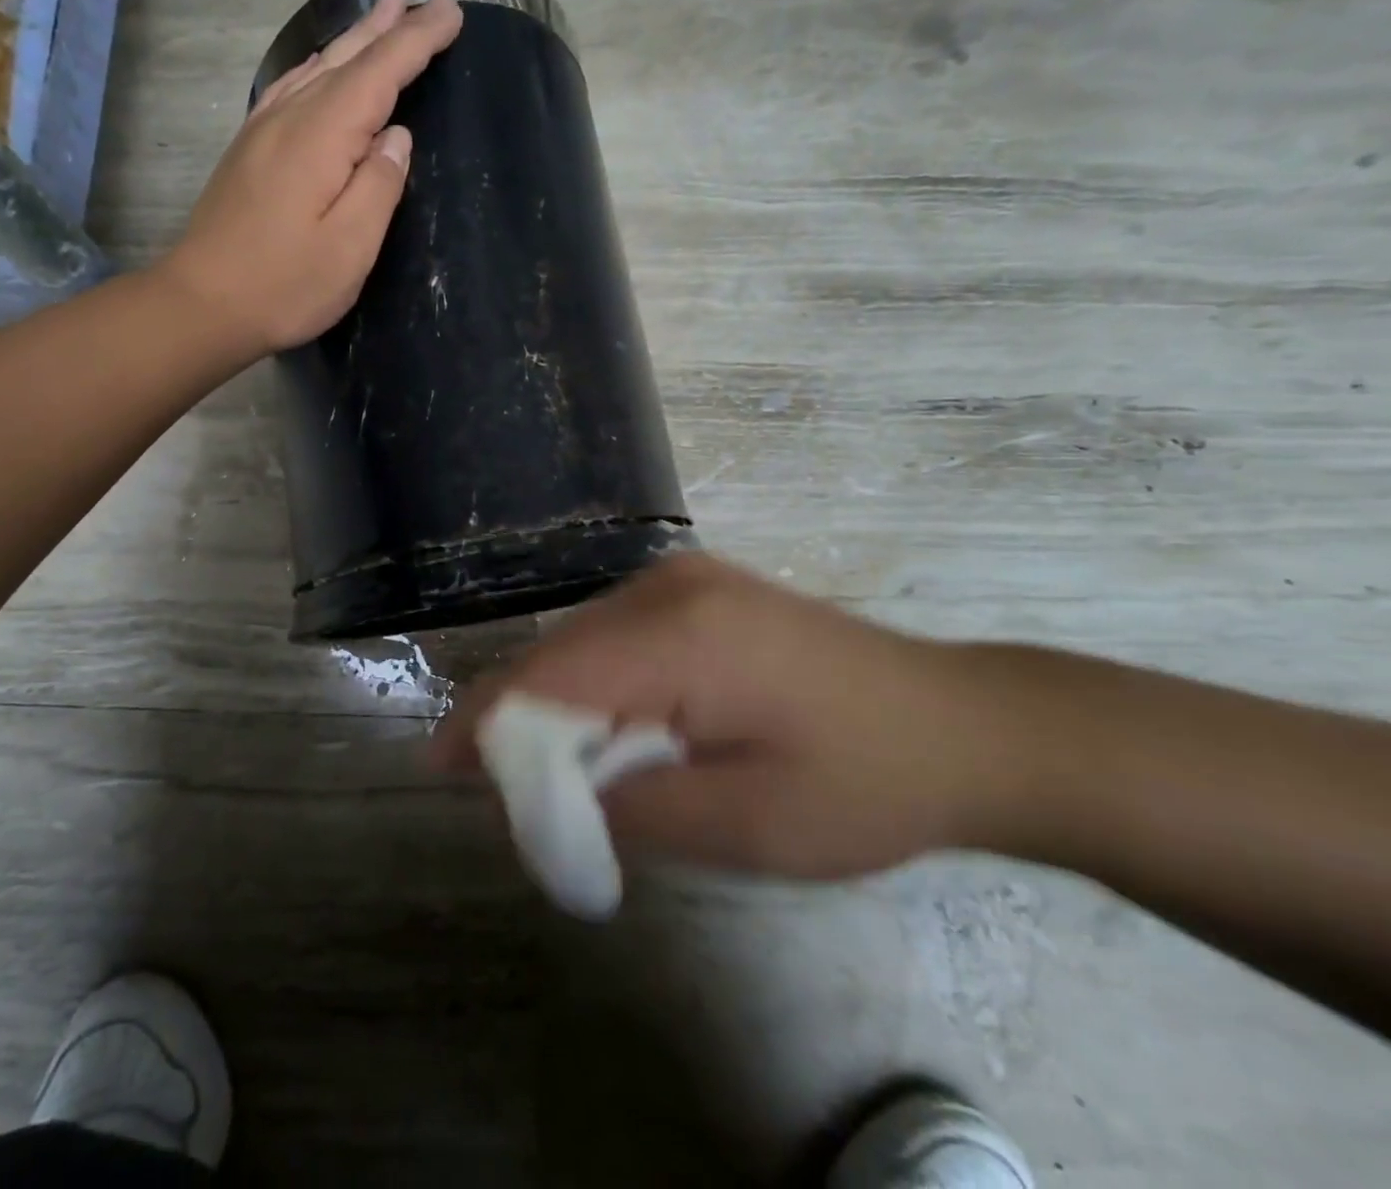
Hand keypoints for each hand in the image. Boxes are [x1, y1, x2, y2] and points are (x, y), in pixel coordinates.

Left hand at [159, 0, 463, 357]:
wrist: (202, 304)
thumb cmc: (284, 285)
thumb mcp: (349, 247)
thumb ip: (379, 186)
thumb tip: (397, 136)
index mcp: (322, 137)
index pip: (379, 73)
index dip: (417, 41)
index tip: (452, 11)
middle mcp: (290, 119)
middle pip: (346, 61)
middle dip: (389, 29)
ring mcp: (262, 132)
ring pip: (316, 70)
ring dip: (353, 41)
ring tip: (383, 14)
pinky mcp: (247, 152)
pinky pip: (289, 89)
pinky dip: (315, 69)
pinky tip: (319, 68)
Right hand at [432, 553, 1028, 880]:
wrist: (962, 724)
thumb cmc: (863, 785)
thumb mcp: (746, 826)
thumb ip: (632, 807)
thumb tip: (552, 789)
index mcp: (681, 635)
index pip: (551, 674)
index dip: (489, 718)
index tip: (441, 764)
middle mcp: (668, 585)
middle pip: (558, 651)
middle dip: (517, 715)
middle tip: (493, 783)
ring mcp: (683, 577)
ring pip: (581, 639)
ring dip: (554, 699)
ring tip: (542, 763)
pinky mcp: (697, 587)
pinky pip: (613, 631)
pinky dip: (591, 679)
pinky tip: (601, 724)